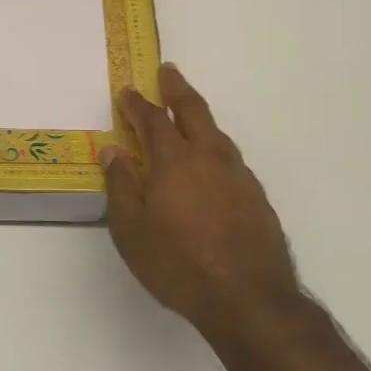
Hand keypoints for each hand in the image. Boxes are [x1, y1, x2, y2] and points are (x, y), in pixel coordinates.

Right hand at [102, 64, 300, 341]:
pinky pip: (231, 158)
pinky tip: (211, 162)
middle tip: (168, 71)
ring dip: (199, 116)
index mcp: (174, 162)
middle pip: (193, 111)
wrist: (249, 299)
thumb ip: (122, 186)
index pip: (152, 120)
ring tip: (188, 113)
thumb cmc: (178, 264)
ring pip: (217, 133)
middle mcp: (209, 158)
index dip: (137, 103)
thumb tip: (113, 150)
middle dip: (177, 88)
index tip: (126, 91)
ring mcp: (238, 176)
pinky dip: (215, 146)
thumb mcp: (132, 230)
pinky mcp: (256, 196)